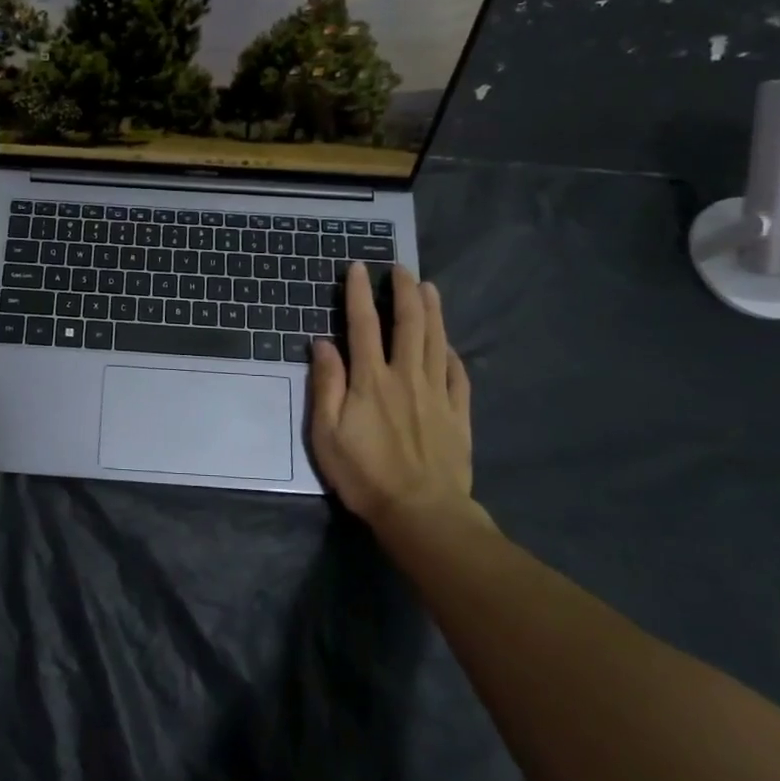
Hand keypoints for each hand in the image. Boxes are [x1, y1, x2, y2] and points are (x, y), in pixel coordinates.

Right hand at [308, 264, 482, 530]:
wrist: (422, 513)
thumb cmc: (365, 474)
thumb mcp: (326, 433)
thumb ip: (326, 385)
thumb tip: (322, 343)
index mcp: (370, 379)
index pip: (363, 325)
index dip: (359, 294)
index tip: (359, 267)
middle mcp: (406, 376)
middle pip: (408, 324)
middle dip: (404, 291)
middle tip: (402, 268)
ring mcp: (436, 393)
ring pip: (435, 341)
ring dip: (432, 310)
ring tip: (429, 287)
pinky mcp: (457, 414)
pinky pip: (457, 374)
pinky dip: (451, 353)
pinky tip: (448, 345)